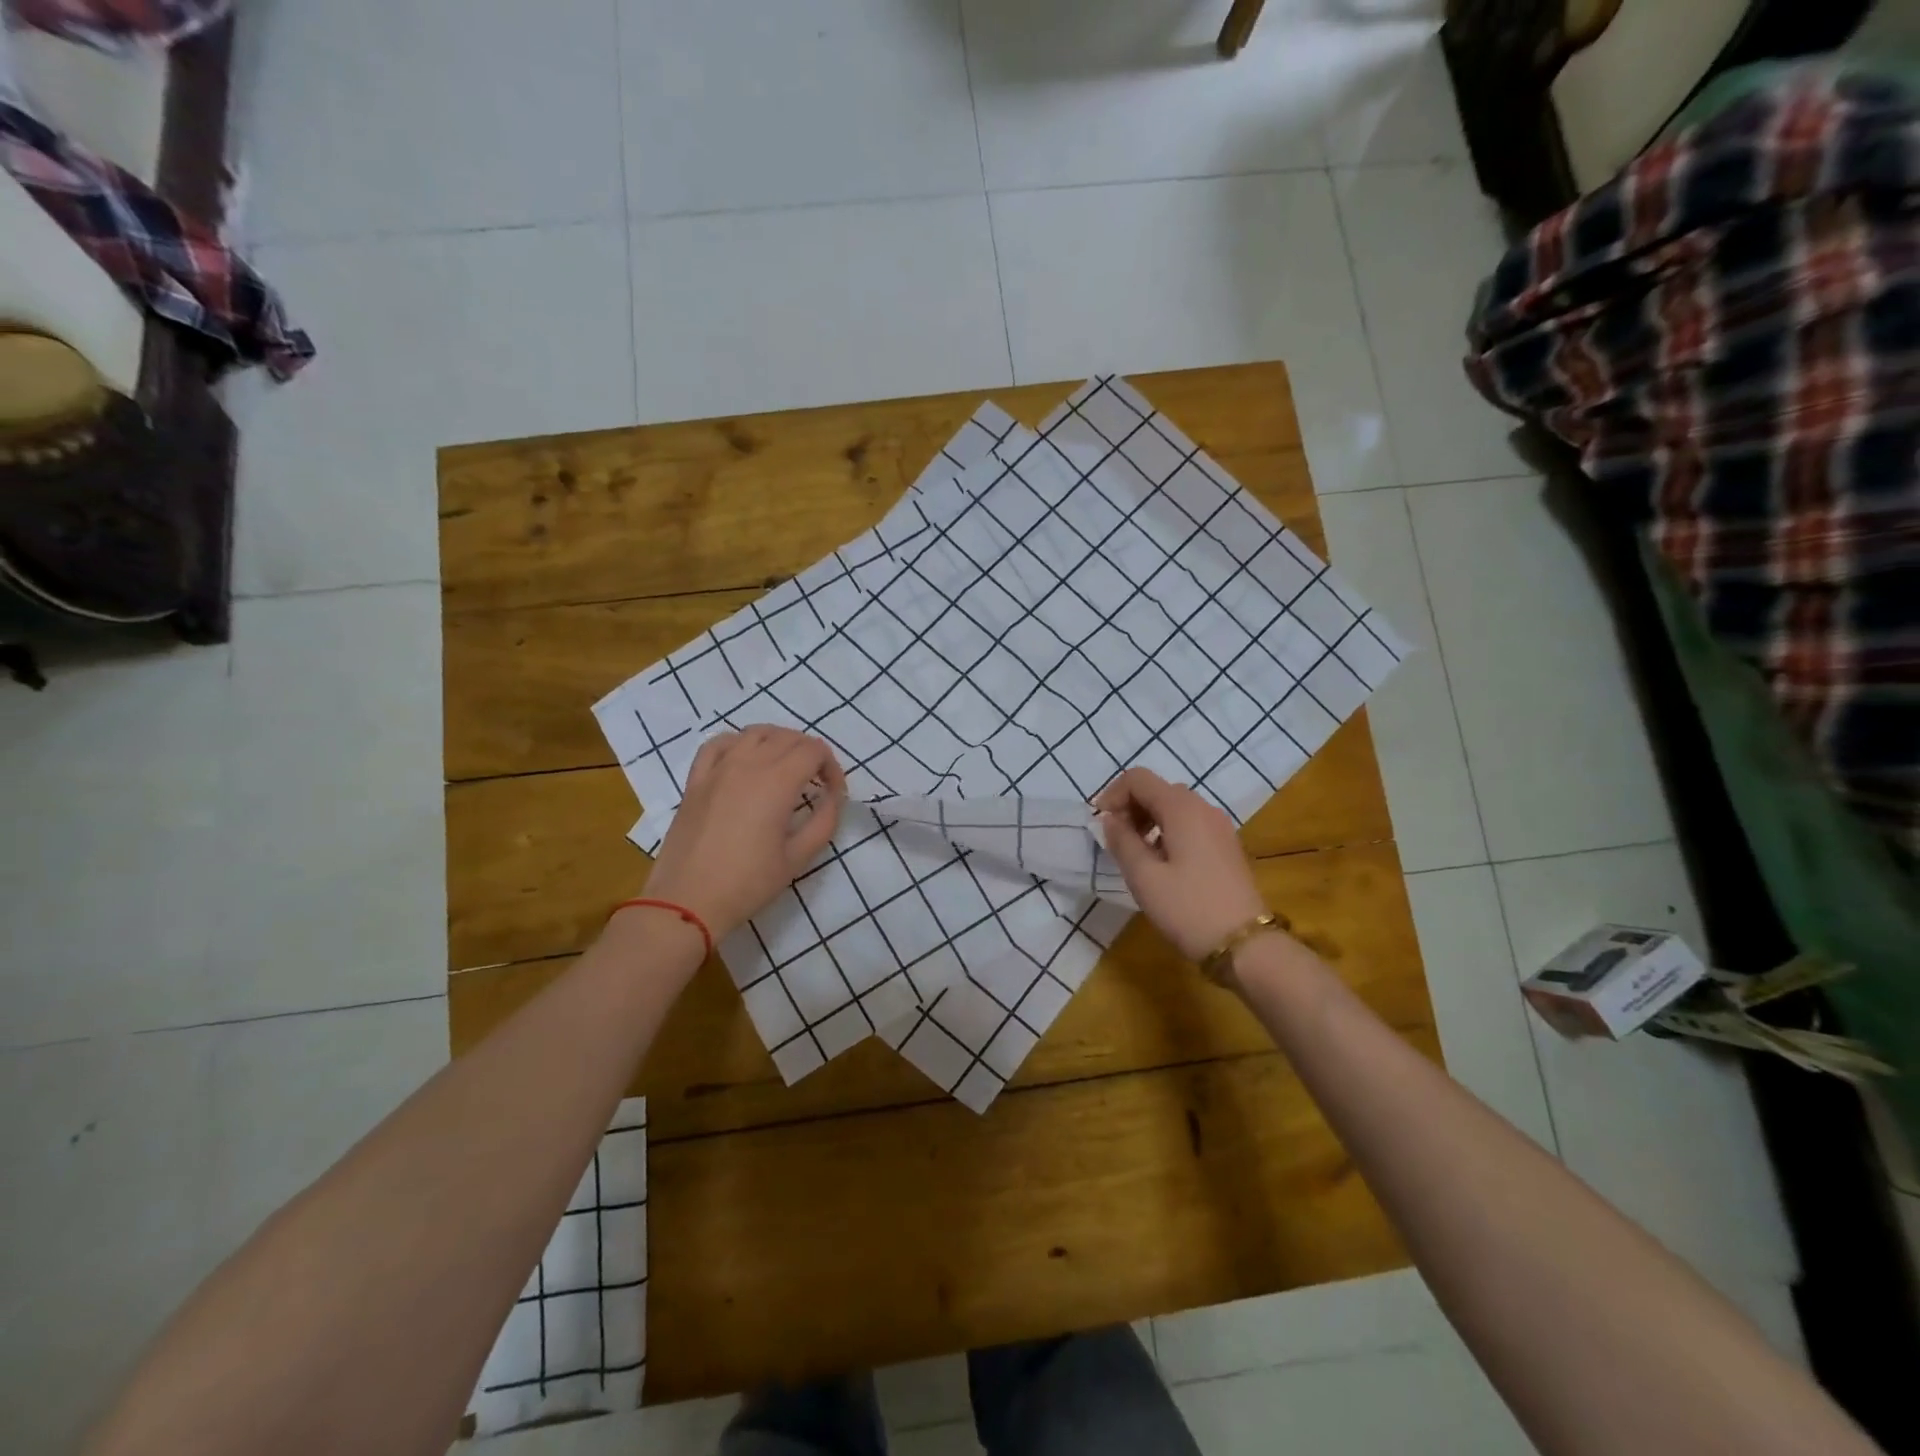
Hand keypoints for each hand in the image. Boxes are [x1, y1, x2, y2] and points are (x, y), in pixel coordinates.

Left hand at [640, 725, 845, 941]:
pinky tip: (744, 759)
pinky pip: (718, 743)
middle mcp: (748, 764)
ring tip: (785, 767)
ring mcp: (718, 768)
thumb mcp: (798, 857)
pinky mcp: (696, 780)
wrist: (687, 901)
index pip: (814, 750)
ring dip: (778, 742)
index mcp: (777, 782)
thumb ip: (824, 820)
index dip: (832, 767)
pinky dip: (738, 742)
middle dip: (810, 754)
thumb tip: (833, 796)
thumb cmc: (748, 883)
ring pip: (755, 732)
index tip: (833, 792)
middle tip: (815, 782)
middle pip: (788, 737)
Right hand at [1094, 767, 1268, 961]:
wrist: (1246, 945)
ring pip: (1175, 807)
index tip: (1100, 824)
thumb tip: (1110, 819)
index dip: (1113, 794)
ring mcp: (1219, 827)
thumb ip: (1122, 841)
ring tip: (1135, 853)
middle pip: (1158, 789)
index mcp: (1182, 809)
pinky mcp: (1226, 846)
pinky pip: (1190, 823)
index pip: (1138, 778)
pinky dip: (1168, 831)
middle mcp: (1203, 808)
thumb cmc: (1188, 908)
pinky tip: (1161, 863)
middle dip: (1130, 807)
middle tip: (1115, 840)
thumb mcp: (1144, 877)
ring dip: (1148, 819)